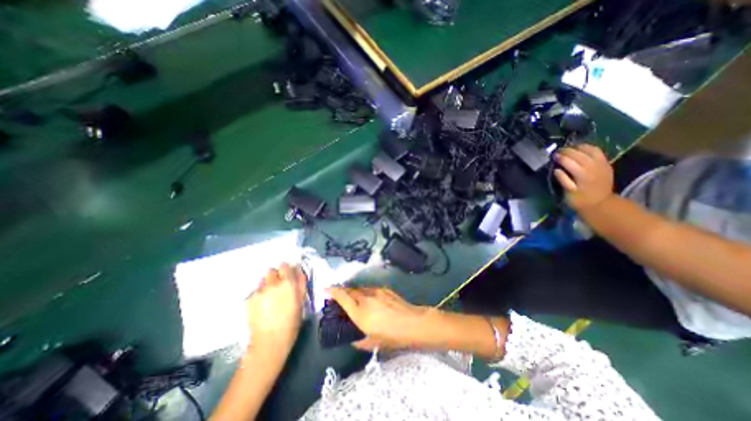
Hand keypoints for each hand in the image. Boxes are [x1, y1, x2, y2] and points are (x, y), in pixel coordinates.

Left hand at [247, 264, 304, 349]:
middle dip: (276, 275)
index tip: (288, 274)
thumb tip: (299, 271)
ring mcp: (259, 291)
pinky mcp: (249, 300)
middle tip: (279, 286)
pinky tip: (262, 306)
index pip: (285, 266)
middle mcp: (272, 283)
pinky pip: (256, 291)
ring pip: (262, 281)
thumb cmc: (291, 322)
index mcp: (287, 283)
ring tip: (270, 297)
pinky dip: (260, 294)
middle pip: (271, 271)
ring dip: (267, 284)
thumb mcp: (301, 302)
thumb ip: (301, 283)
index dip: (286, 269)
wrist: (269, 342)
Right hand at [329, 286, 434, 350]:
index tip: (326, 288)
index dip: (333, 292)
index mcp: (360, 313)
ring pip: (360, 289)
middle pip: (350, 291)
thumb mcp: (375, 343)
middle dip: (343, 291)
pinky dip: (366, 292)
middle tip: (340, 296)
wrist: (414, 322)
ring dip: (355, 292)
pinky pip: (371, 289)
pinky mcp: (385, 289)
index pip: (343, 298)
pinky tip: (371, 299)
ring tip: (355, 298)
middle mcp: (366, 299)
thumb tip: (354, 342)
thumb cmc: (393, 336)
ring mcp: (376, 292)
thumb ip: (361, 342)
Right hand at [553, 143, 612, 209]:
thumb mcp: (568, 192)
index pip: (569, 160)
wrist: (600, 203)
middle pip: (578, 153)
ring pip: (589, 149)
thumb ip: (563, 180)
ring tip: (569, 149)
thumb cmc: (580, 199)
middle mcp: (592, 166)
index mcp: (582, 174)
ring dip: (577, 147)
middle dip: (567, 151)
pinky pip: (597, 151)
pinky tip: (581, 149)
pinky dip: (588, 148)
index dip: (560, 157)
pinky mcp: (606, 163)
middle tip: (558, 152)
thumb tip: (556, 170)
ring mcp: (601, 164)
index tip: (553, 156)